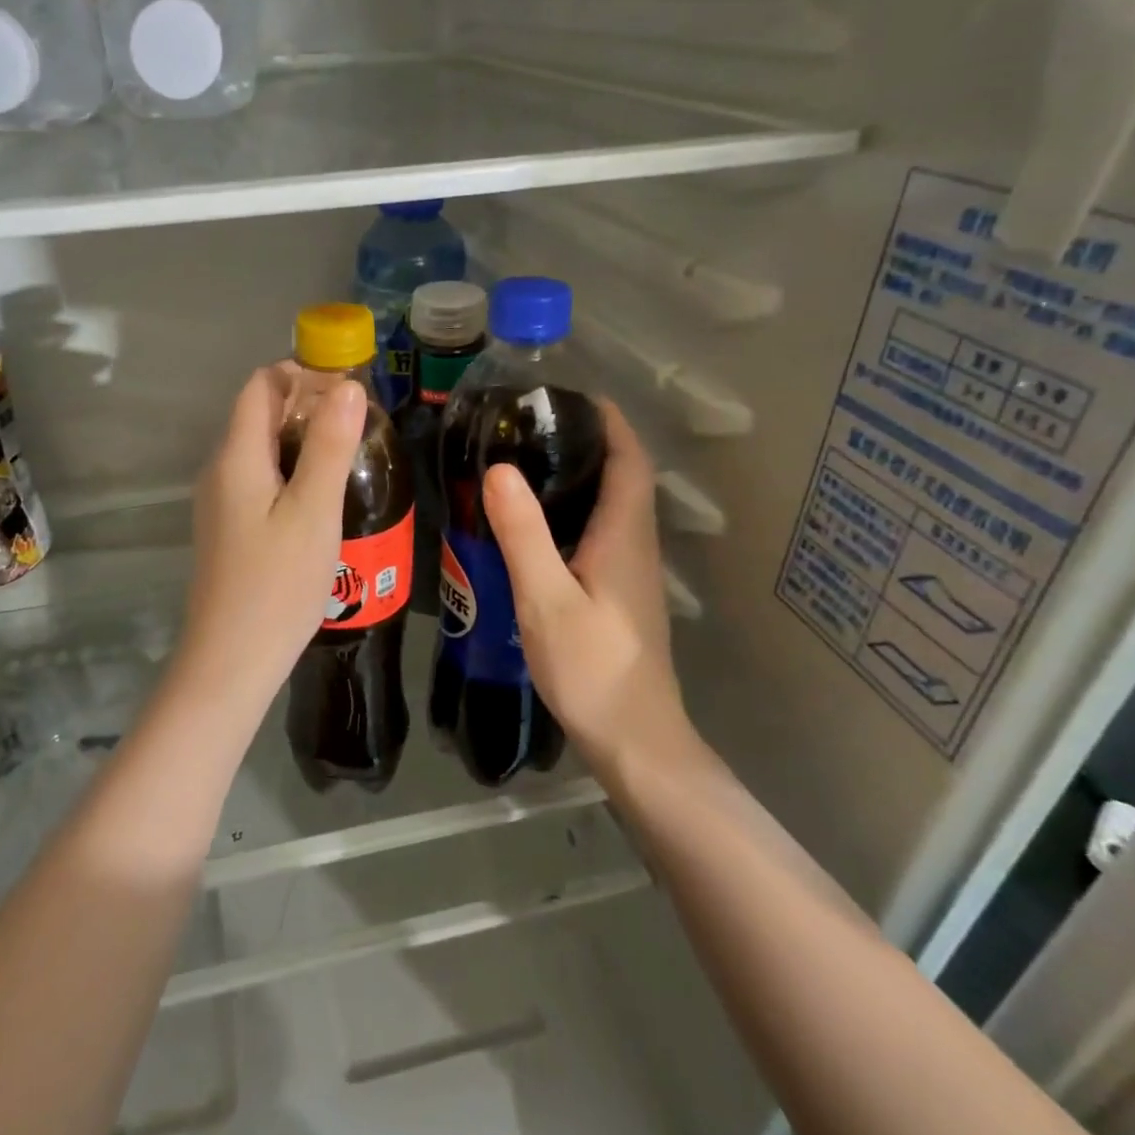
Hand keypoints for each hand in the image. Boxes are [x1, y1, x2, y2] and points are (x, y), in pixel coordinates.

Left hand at [176, 365, 366, 705]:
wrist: (232, 659)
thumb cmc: (278, 584)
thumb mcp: (314, 511)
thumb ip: (330, 445)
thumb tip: (347, 385)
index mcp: (237, 456)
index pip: (261, 385)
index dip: (302, 374)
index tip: (348, 388)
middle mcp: (220, 470)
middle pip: (259, 414)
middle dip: (307, 406)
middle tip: (359, 425)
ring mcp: (220, 501)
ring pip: (262, 449)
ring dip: (302, 440)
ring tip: (349, 457)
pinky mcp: (228, 527)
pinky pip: (259, 479)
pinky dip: (291, 471)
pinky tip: (321, 498)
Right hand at [482, 399, 691, 777]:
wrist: (635, 739)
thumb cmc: (592, 667)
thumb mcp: (545, 598)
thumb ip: (523, 533)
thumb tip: (499, 469)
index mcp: (624, 535)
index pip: (629, 459)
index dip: (608, 421)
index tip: (571, 395)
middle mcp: (635, 545)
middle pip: (622, 476)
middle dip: (588, 441)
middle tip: (531, 426)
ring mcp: (631, 572)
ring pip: (612, 506)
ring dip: (581, 476)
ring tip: (526, 463)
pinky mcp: (619, 594)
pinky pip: (600, 533)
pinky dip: (574, 511)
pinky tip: (536, 526)